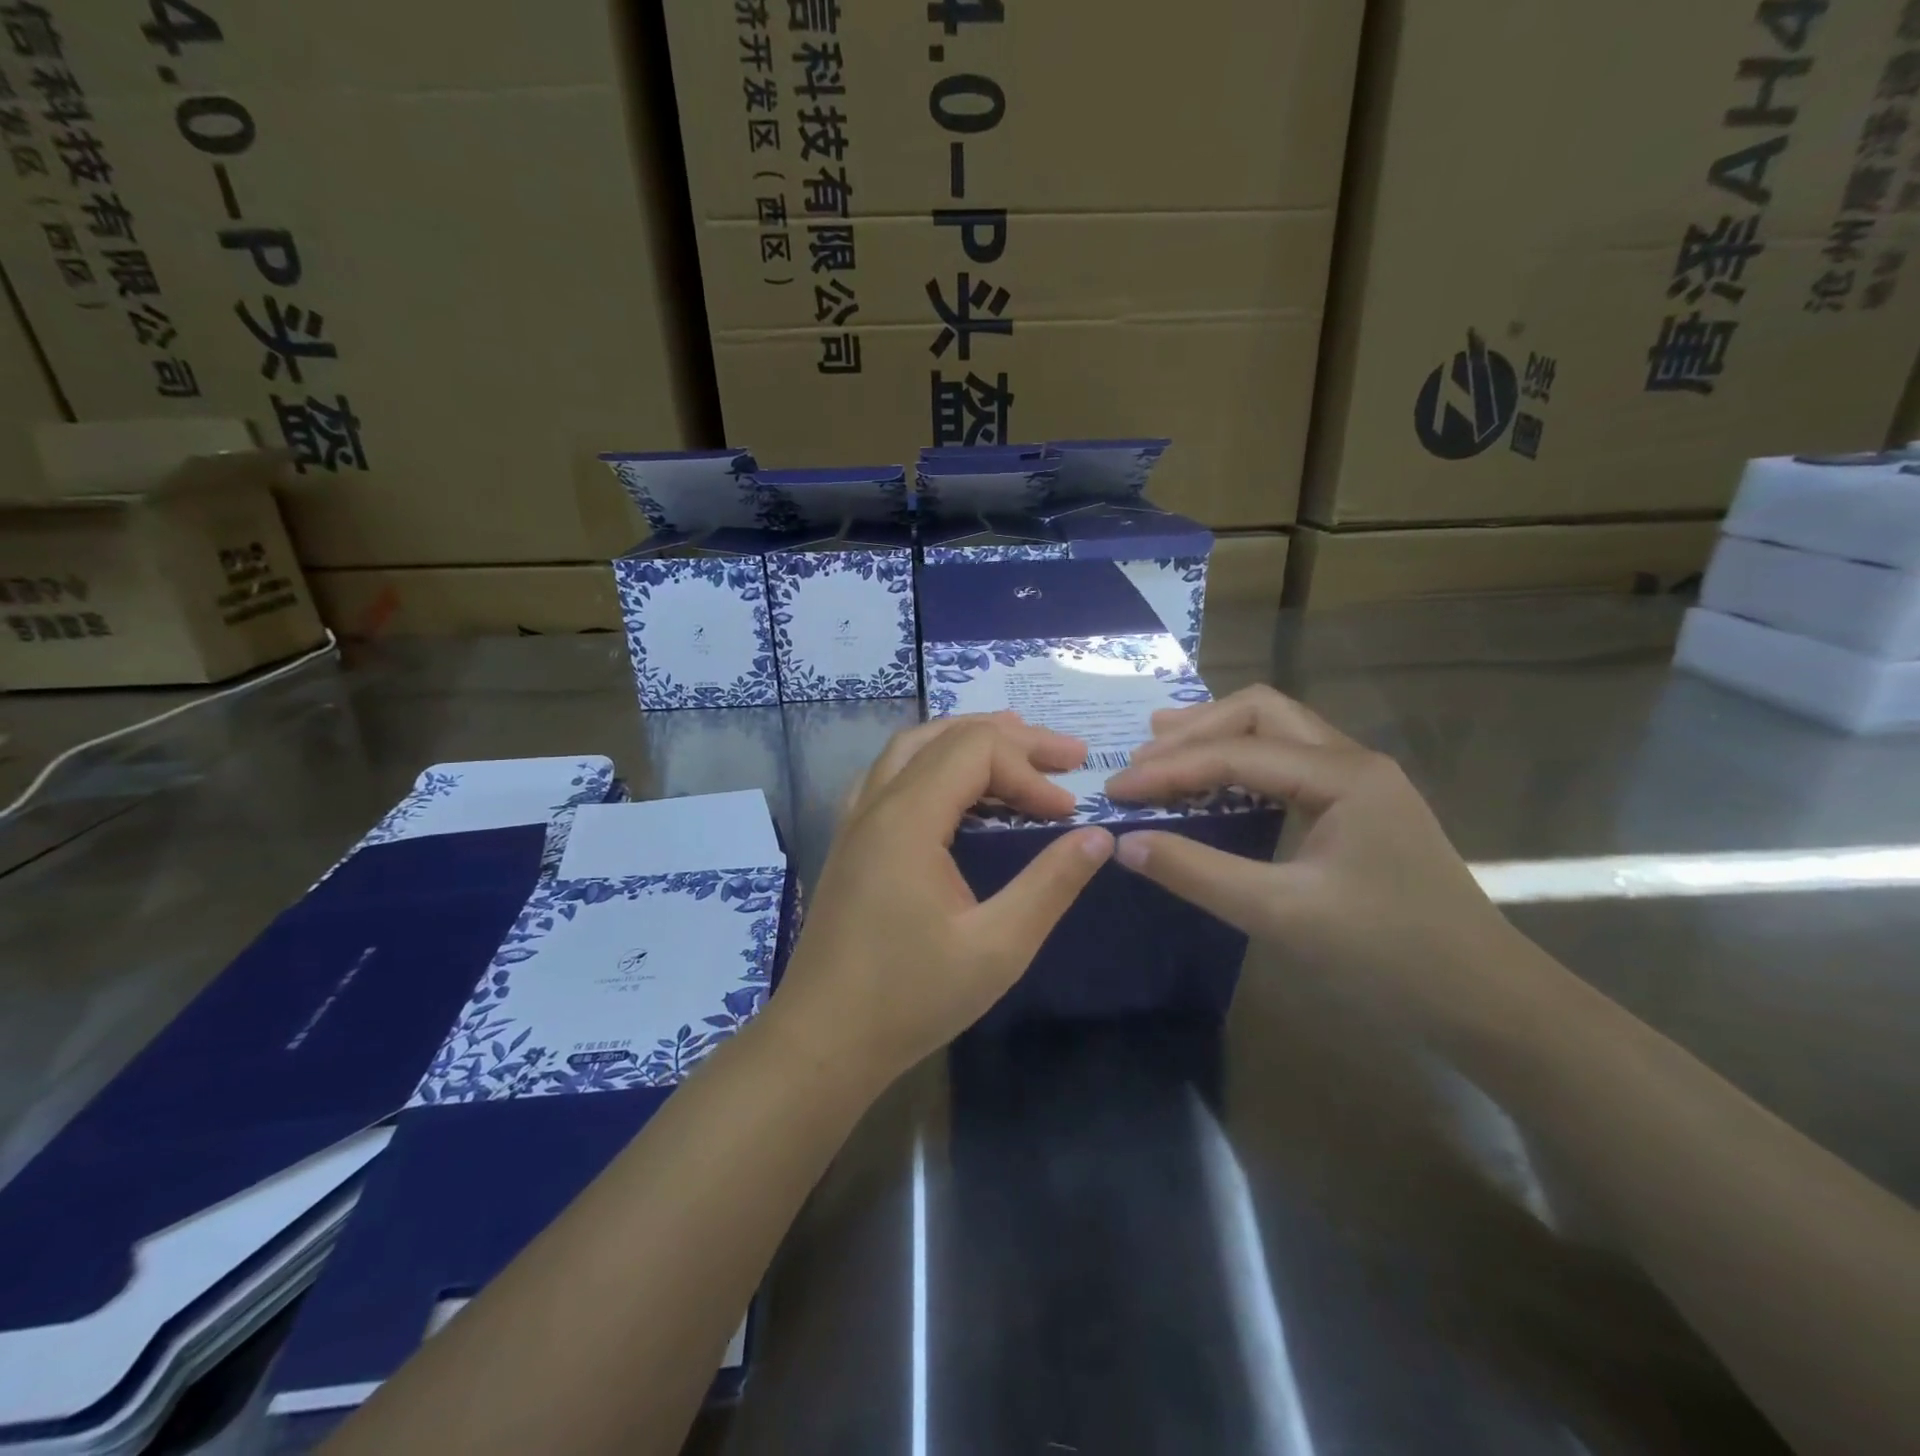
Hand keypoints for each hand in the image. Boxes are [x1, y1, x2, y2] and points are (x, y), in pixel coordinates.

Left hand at [771, 714, 1113, 1084]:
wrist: (822, 1041)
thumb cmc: (910, 998)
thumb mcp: (997, 947)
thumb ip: (1051, 884)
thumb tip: (1099, 836)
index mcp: (907, 819)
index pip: (977, 751)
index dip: (1030, 771)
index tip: (1066, 814)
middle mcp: (876, 804)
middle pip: (947, 737)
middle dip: (1012, 740)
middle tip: (1068, 756)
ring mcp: (856, 820)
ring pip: (913, 748)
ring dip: (968, 741)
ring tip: (1018, 750)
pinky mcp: (851, 842)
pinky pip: (893, 775)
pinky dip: (934, 763)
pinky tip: (955, 788)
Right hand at [1102, 685, 1526, 1030]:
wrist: (1487, 1003)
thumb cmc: (1388, 956)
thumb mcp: (1280, 914)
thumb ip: (1197, 872)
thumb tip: (1126, 844)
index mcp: (1343, 774)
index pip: (1235, 753)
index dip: (1168, 769)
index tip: (1116, 791)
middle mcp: (1353, 761)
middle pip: (1261, 714)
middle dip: (1195, 730)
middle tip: (1141, 758)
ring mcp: (1361, 783)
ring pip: (1277, 733)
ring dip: (1218, 738)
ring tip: (1165, 752)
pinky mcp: (1359, 809)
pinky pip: (1289, 765)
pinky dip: (1241, 765)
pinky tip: (1216, 785)